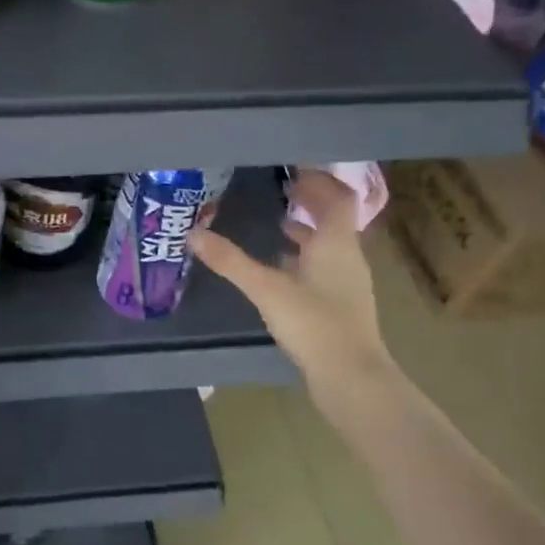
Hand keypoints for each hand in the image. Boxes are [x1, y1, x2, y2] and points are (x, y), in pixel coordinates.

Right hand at [190, 170, 389, 396]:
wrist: (351, 378)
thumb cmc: (314, 324)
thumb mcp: (266, 288)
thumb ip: (231, 261)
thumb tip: (193, 234)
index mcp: (336, 243)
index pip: (338, 198)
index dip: (320, 180)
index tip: (295, 166)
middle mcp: (347, 257)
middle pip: (335, 218)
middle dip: (311, 201)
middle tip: (283, 187)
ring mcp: (347, 283)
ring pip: (329, 244)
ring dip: (308, 230)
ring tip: (278, 221)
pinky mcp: (341, 305)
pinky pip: (324, 267)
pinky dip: (305, 257)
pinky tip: (282, 267)